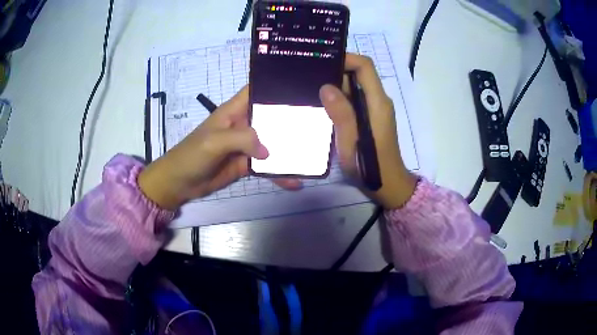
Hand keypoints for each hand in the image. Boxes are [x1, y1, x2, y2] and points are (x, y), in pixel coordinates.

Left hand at [138, 87, 300, 209]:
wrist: (180, 183)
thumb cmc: (192, 156)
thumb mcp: (214, 142)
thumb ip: (242, 139)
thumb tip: (269, 151)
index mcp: (234, 111)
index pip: (256, 90)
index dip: (274, 84)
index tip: (300, 84)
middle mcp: (244, 124)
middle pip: (271, 116)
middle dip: (292, 117)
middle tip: (319, 119)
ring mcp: (246, 146)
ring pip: (272, 142)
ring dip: (289, 148)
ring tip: (313, 152)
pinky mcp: (246, 164)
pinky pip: (267, 166)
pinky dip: (279, 173)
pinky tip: (294, 181)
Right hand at [320, 54, 416, 208]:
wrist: (388, 185)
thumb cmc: (371, 166)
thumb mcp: (352, 141)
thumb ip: (342, 113)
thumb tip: (326, 86)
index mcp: (377, 102)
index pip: (365, 66)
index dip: (346, 57)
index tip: (322, 61)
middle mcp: (378, 100)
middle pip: (359, 74)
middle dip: (336, 70)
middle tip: (309, 74)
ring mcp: (374, 109)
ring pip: (355, 86)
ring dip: (335, 84)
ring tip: (310, 86)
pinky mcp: (369, 118)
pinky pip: (354, 99)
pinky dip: (339, 97)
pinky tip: (321, 103)